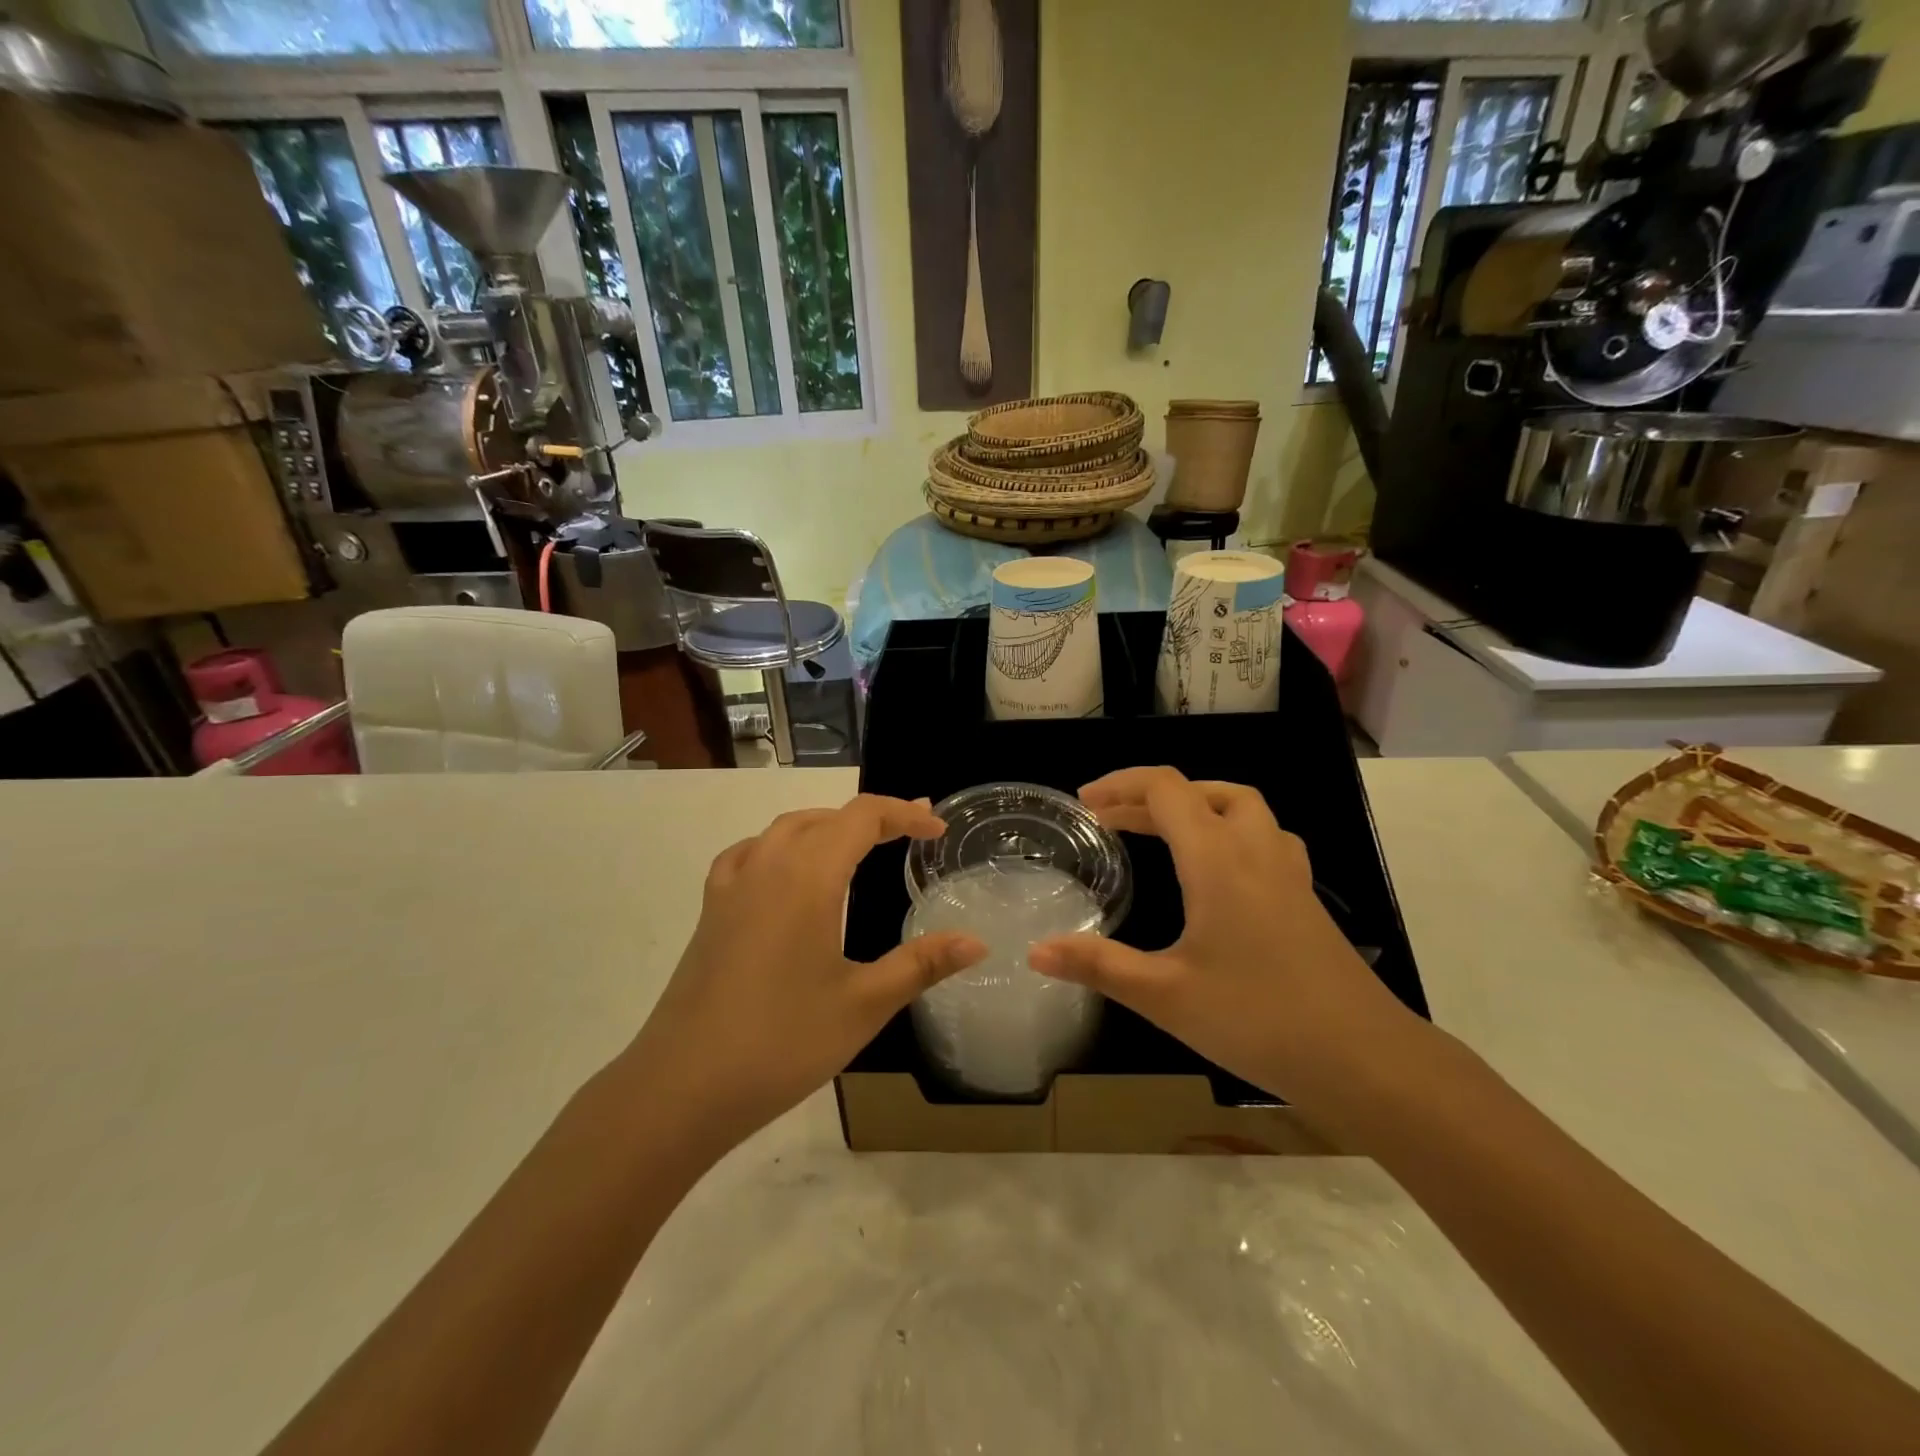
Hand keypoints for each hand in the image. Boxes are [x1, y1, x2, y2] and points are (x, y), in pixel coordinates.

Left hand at [625, 795, 986, 1150]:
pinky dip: (780, 846)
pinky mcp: (710, 911)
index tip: (936, 829)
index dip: (904, 814)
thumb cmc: (781, 1042)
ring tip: (857, 844)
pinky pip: (749, 854)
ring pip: (784, 829)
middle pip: (825, 817)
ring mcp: (732, 887)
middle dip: (871, 817)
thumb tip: (977, 941)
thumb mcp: (863, 1004)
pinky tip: (784, 873)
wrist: (681, 1087)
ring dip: (826, 826)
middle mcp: (767, 866)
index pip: (862, 818)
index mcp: (808, 877)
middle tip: (909, 832)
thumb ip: (922, 964)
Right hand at [1028, 767, 1420, 1111]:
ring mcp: (1288, 872)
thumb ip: (1098, 965)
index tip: (1085, 803)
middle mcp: (1255, 850)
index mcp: (1217, 859)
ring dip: (1197, 804)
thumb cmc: (1257, 1019)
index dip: (1121, 785)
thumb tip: (1035, 951)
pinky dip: (1231, 831)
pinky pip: (1265, 837)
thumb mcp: (1165, 995)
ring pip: (1242, 807)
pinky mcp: (1306, 898)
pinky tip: (1220, 871)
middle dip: (1150, 795)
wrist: (1364, 1059)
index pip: (1165, 789)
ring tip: (1162, 829)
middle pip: (1202, 791)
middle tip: (1111, 818)